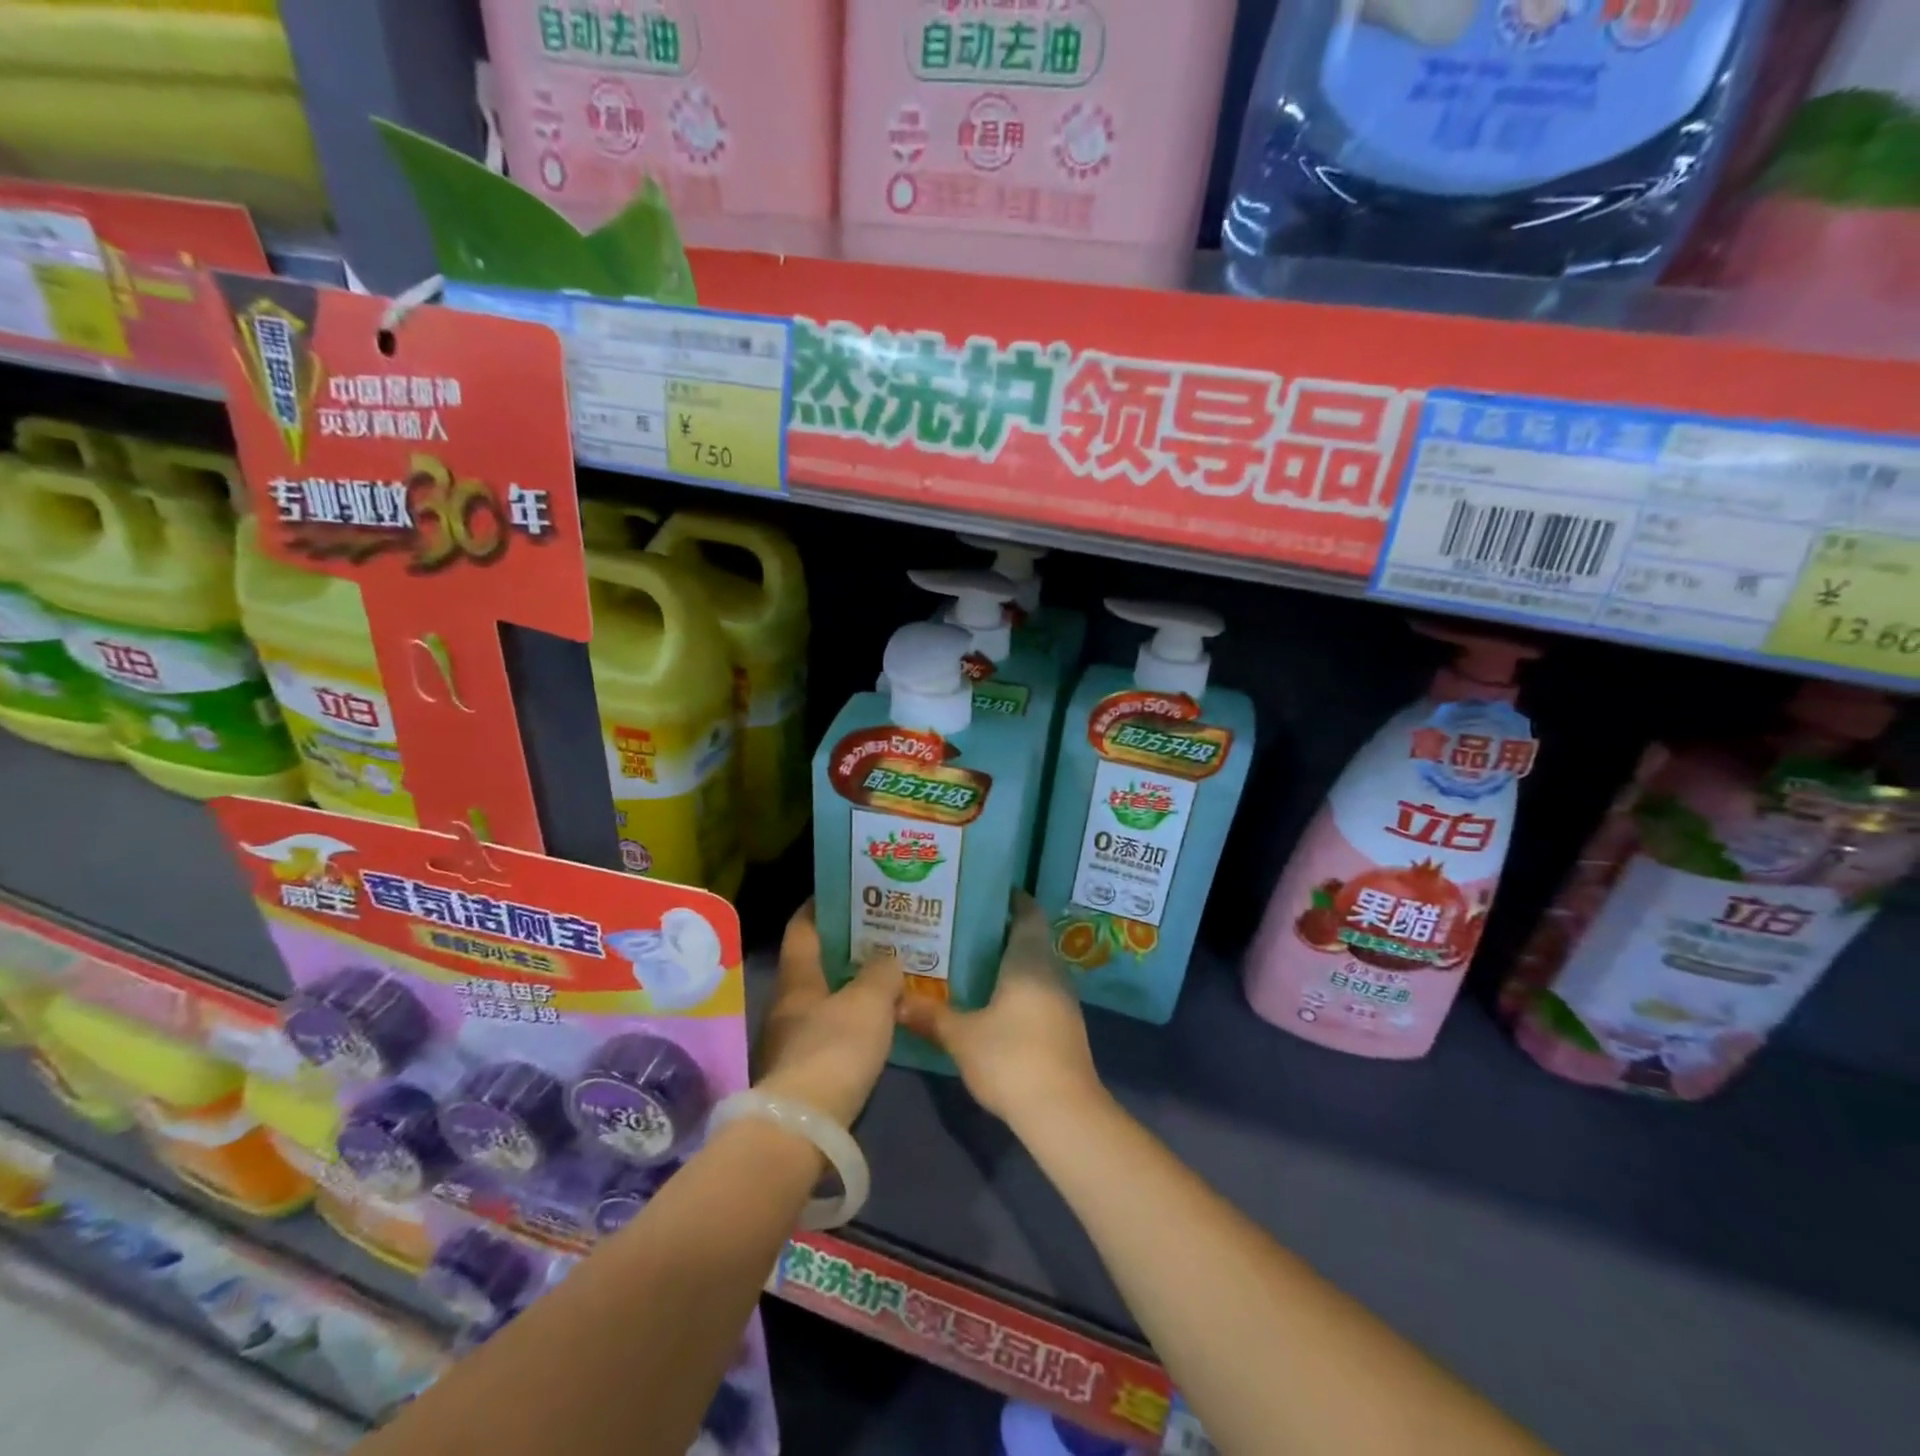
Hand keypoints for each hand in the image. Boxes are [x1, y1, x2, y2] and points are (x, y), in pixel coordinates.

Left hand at [755, 901, 904, 1127]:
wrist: (804, 1128)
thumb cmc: (834, 1049)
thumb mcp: (869, 1002)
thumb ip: (881, 973)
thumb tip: (888, 959)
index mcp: (797, 979)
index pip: (803, 928)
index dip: (819, 906)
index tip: (843, 891)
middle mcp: (788, 1004)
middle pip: (814, 964)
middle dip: (843, 948)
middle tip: (880, 935)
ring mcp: (791, 1040)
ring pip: (823, 999)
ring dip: (849, 986)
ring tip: (884, 976)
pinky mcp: (802, 1072)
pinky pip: (830, 1031)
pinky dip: (850, 1020)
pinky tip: (876, 1023)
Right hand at [897, 894, 1103, 1126]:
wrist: (1063, 1112)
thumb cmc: (1012, 1058)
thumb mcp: (962, 1036)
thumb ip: (930, 1015)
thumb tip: (895, 1000)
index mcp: (1030, 959)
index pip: (1027, 912)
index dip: (1011, 899)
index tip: (983, 892)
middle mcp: (1051, 971)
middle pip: (1030, 938)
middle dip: (1001, 931)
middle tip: (962, 927)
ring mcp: (1063, 1000)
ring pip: (1035, 966)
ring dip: (1009, 961)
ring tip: (971, 961)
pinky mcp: (1065, 1026)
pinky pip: (1039, 991)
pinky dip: (1017, 986)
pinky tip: (992, 1000)